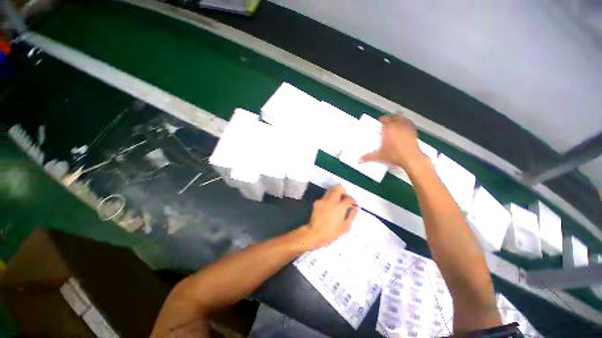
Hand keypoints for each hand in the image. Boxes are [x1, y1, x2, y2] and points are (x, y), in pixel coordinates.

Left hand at [300, 185, 358, 249]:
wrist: (315, 233)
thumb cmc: (332, 233)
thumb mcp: (345, 227)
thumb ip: (352, 215)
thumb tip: (357, 207)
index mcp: (339, 207)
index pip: (348, 198)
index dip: (352, 201)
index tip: (352, 204)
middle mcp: (331, 201)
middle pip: (338, 188)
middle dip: (343, 191)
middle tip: (345, 198)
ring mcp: (323, 200)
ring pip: (331, 190)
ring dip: (336, 193)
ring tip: (338, 202)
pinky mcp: (317, 202)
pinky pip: (325, 197)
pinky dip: (329, 199)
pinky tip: (330, 207)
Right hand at [360, 114, 424, 169]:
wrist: (411, 159)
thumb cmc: (395, 155)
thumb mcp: (379, 156)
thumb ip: (368, 157)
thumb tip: (359, 160)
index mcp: (388, 129)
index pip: (384, 119)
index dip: (381, 119)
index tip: (380, 122)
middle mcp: (398, 125)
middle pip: (394, 116)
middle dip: (390, 118)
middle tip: (387, 121)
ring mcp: (407, 127)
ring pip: (403, 118)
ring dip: (399, 118)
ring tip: (396, 121)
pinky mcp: (414, 132)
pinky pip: (410, 123)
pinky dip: (407, 123)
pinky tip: (405, 127)